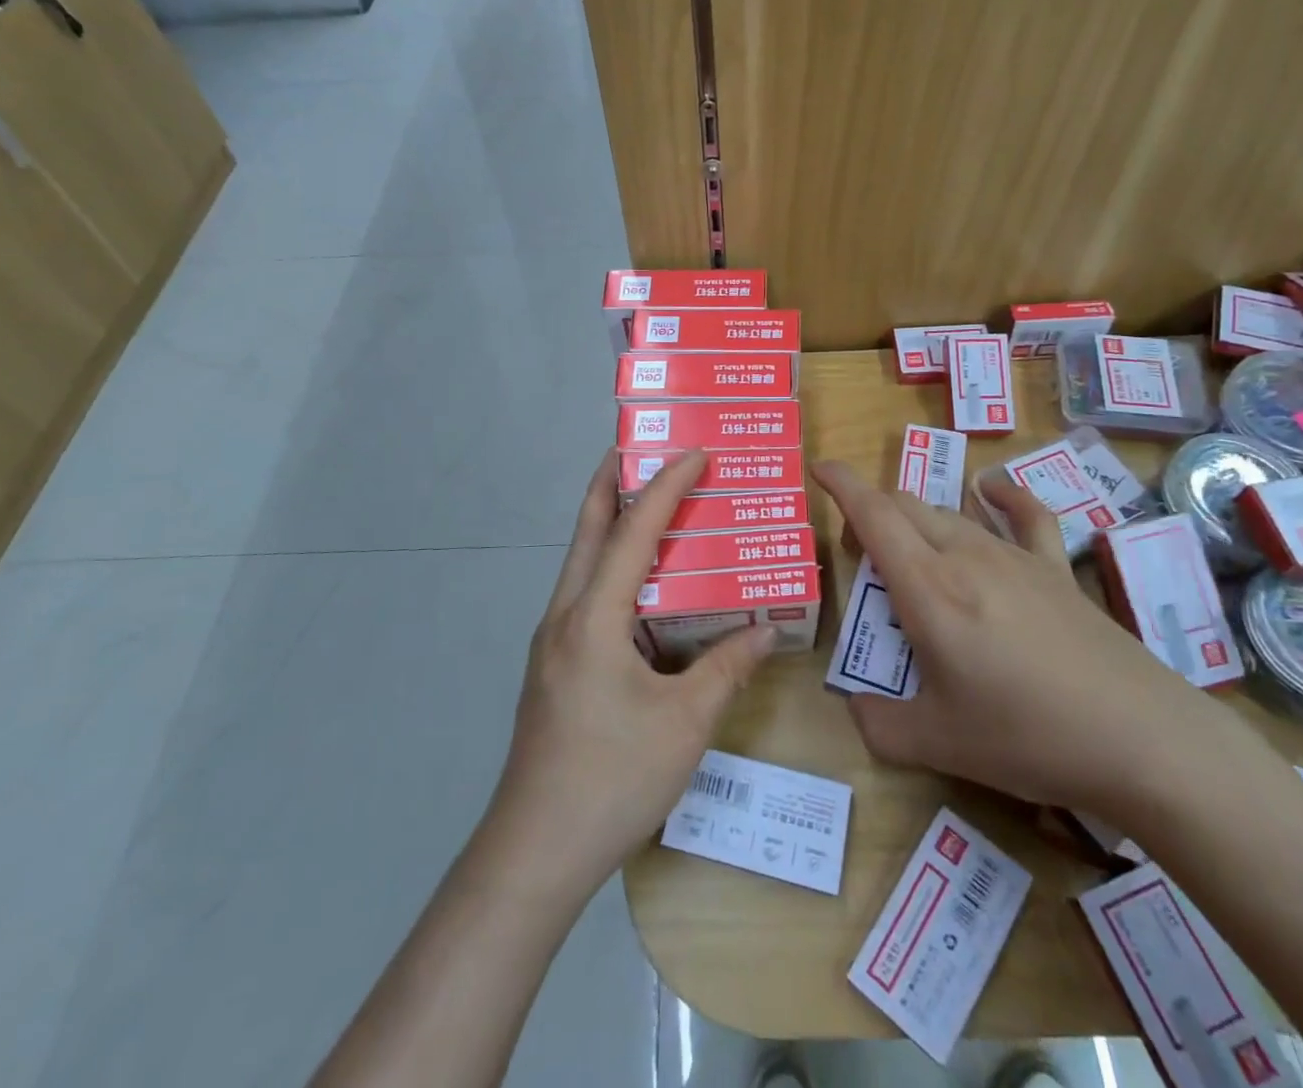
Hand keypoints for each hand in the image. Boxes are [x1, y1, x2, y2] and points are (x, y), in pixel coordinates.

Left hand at [487, 449, 775, 897]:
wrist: (534, 853)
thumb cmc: (613, 779)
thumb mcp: (685, 724)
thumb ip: (728, 669)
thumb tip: (768, 630)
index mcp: (593, 617)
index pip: (633, 531)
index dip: (666, 487)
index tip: (695, 452)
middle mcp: (565, 616)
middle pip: (588, 530)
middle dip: (614, 483)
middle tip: (647, 451)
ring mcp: (553, 642)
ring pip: (583, 563)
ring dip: (613, 527)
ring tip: (655, 510)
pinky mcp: (555, 667)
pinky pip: (586, 597)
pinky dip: (614, 572)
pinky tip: (646, 594)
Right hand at [816, 460, 1234, 820]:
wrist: (1140, 740)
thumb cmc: (1027, 737)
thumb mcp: (938, 744)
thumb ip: (879, 724)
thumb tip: (853, 709)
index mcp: (929, 589)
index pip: (874, 515)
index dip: (841, 485)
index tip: (818, 468)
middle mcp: (966, 556)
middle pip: (906, 506)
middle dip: (871, 514)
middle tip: (859, 554)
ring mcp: (1015, 557)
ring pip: (949, 512)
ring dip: (916, 518)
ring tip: (909, 549)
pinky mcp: (1055, 569)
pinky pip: (1025, 516)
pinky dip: (1001, 496)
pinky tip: (991, 491)